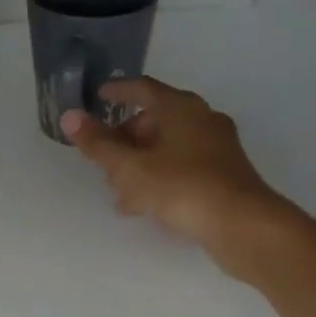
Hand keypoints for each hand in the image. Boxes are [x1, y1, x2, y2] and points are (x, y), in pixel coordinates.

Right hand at [63, 77, 284, 264]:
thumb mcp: (131, 168)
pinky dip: (158, 177)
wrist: (245, 227)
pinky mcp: (224, 175)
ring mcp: (217, 148)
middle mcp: (202, 120)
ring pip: (168, 147)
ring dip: (140, 162)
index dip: (118, 91)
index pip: (142, 88)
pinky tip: (141, 205)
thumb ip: (98, 144)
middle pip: (155, 119)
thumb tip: (70, 117)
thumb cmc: (183, 188)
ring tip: (116, 188)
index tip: (98, 97)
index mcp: (180, 108)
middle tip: (102, 155)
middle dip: (125, 137)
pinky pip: (182, 167)